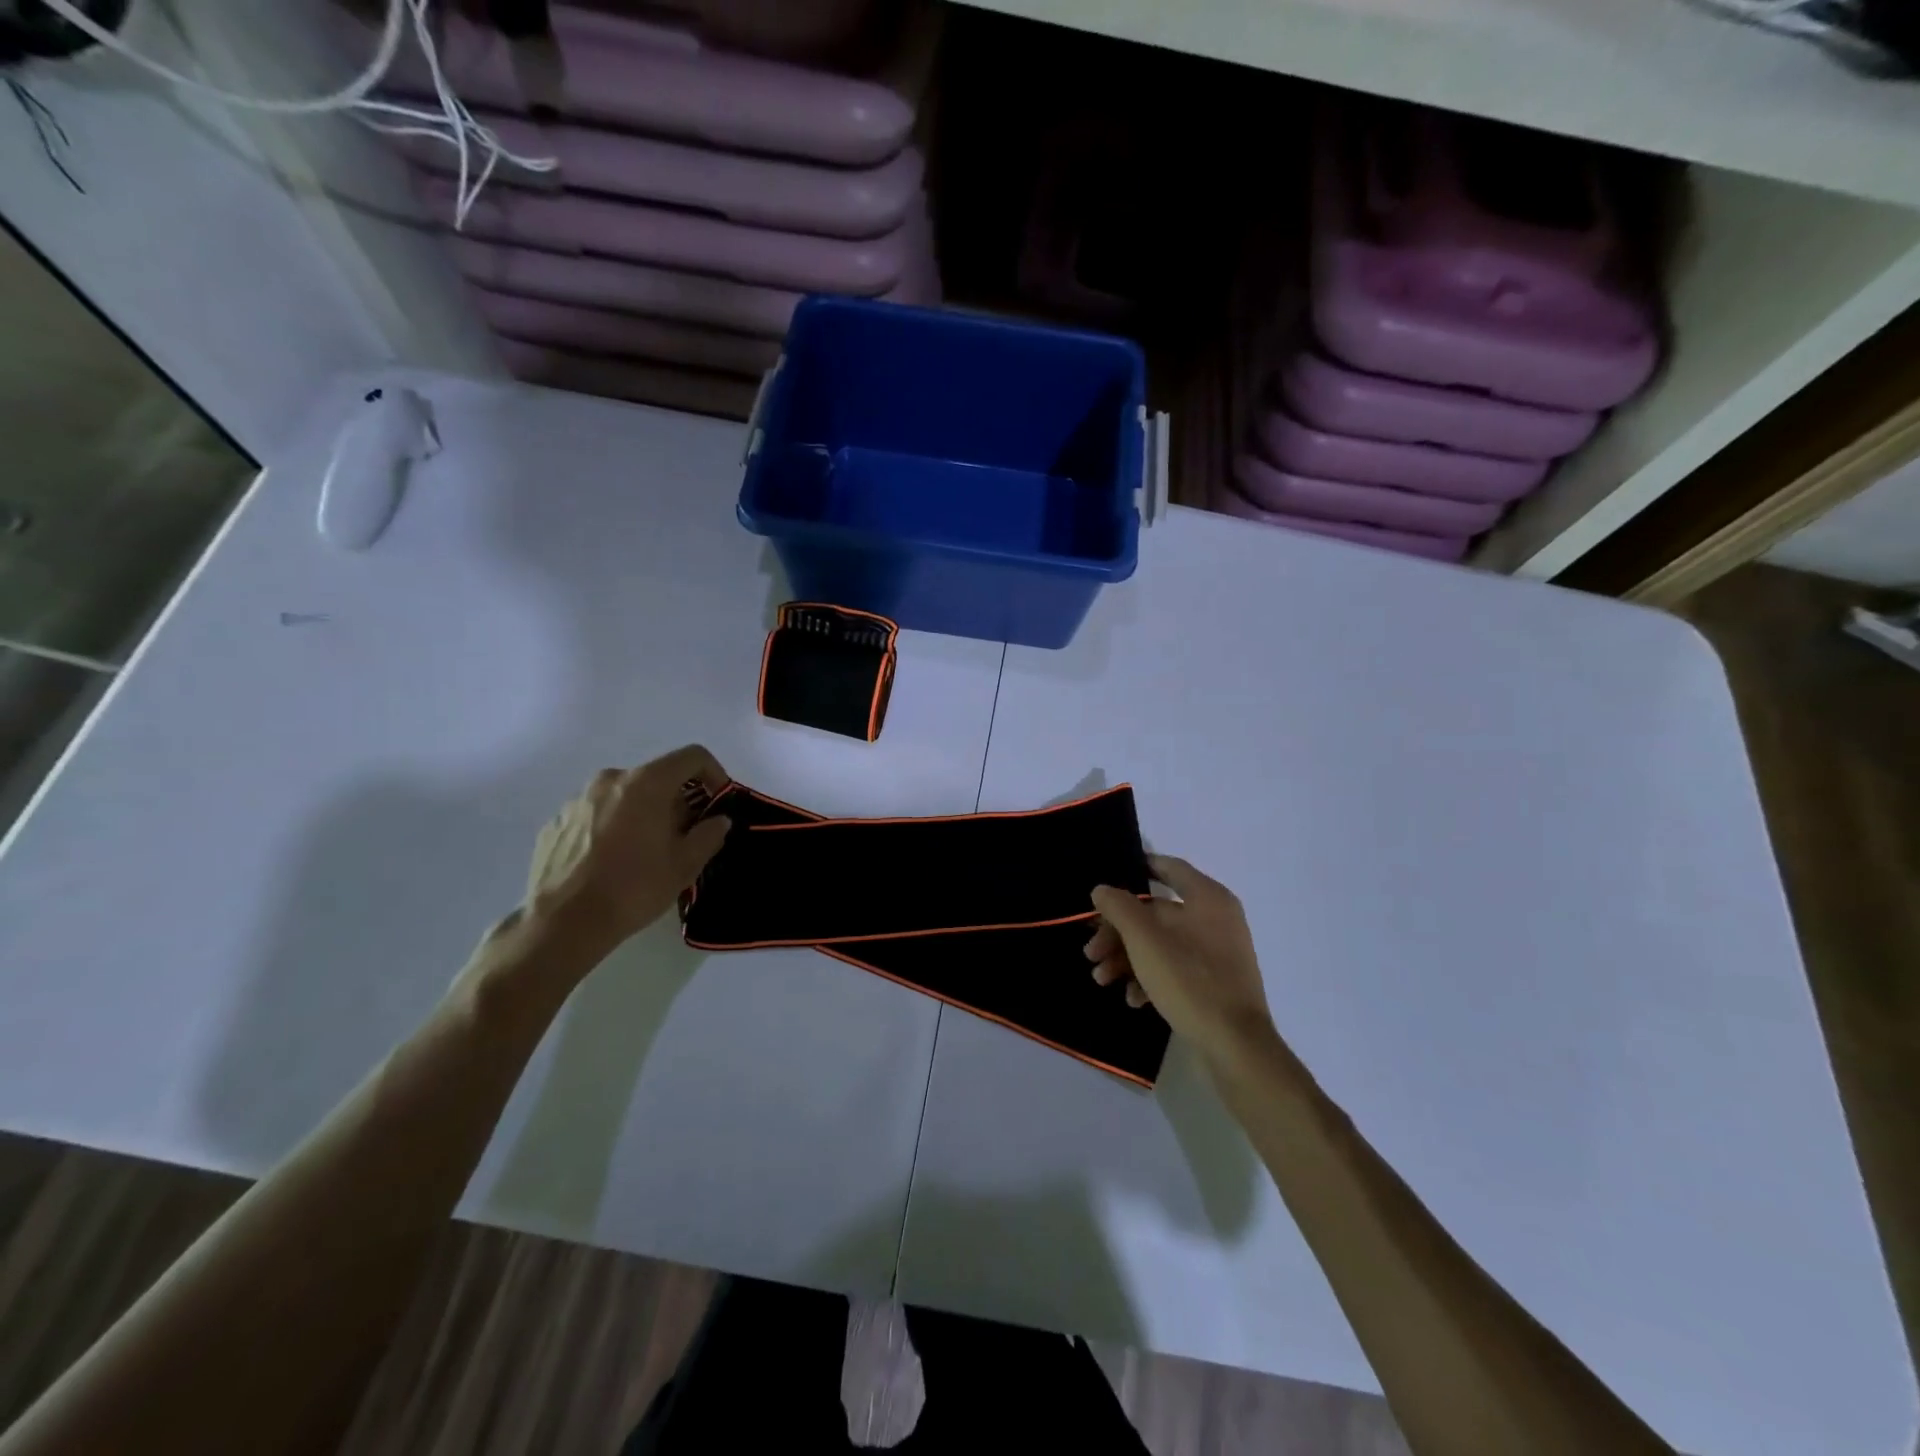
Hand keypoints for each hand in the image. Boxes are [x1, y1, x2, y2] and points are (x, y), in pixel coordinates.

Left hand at [520, 745, 732, 954]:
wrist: (562, 923)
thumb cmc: (633, 888)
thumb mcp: (685, 865)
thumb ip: (709, 834)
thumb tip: (718, 820)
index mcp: (646, 783)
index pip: (692, 757)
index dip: (713, 774)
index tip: (717, 802)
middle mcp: (610, 780)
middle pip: (656, 777)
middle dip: (676, 801)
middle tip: (683, 836)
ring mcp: (577, 799)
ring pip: (624, 796)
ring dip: (642, 814)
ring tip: (644, 852)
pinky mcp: (556, 822)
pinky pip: (596, 814)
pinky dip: (611, 827)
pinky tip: (610, 862)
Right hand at [1087, 856, 1277, 1070]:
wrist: (1235, 1046)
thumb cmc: (1189, 980)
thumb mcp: (1144, 939)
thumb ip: (1119, 907)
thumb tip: (1103, 889)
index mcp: (1207, 897)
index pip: (1168, 867)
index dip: (1138, 867)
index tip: (1107, 879)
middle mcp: (1216, 918)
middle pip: (1155, 912)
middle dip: (1118, 932)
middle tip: (1090, 952)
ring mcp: (1218, 953)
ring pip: (1161, 943)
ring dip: (1127, 958)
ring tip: (1102, 980)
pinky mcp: (1215, 983)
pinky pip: (1175, 968)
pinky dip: (1150, 978)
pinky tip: (1132, 999)